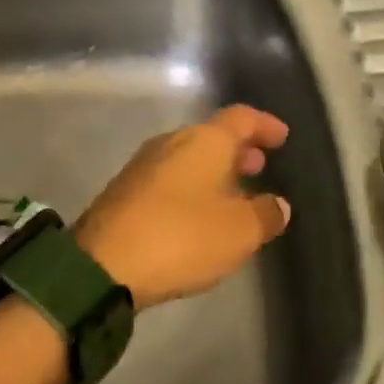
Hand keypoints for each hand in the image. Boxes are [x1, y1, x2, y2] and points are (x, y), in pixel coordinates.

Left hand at [73, 105, 291, 310]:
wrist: (102, 265)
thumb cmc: (181, 237)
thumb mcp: (238, 232)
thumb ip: (265, 215)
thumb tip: (278, 205)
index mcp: (204, 141)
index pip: (241, 118)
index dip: (265, 125)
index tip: (282, 137)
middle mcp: (172, 143)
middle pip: (212, 135)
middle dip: (238, 150)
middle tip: (259, 166)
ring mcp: (144, 165)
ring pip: (189, 157)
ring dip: (215, 170)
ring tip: (234, 194)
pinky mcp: (125, 191)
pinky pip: (170, 178)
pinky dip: (192, 187)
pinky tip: (199, 214)